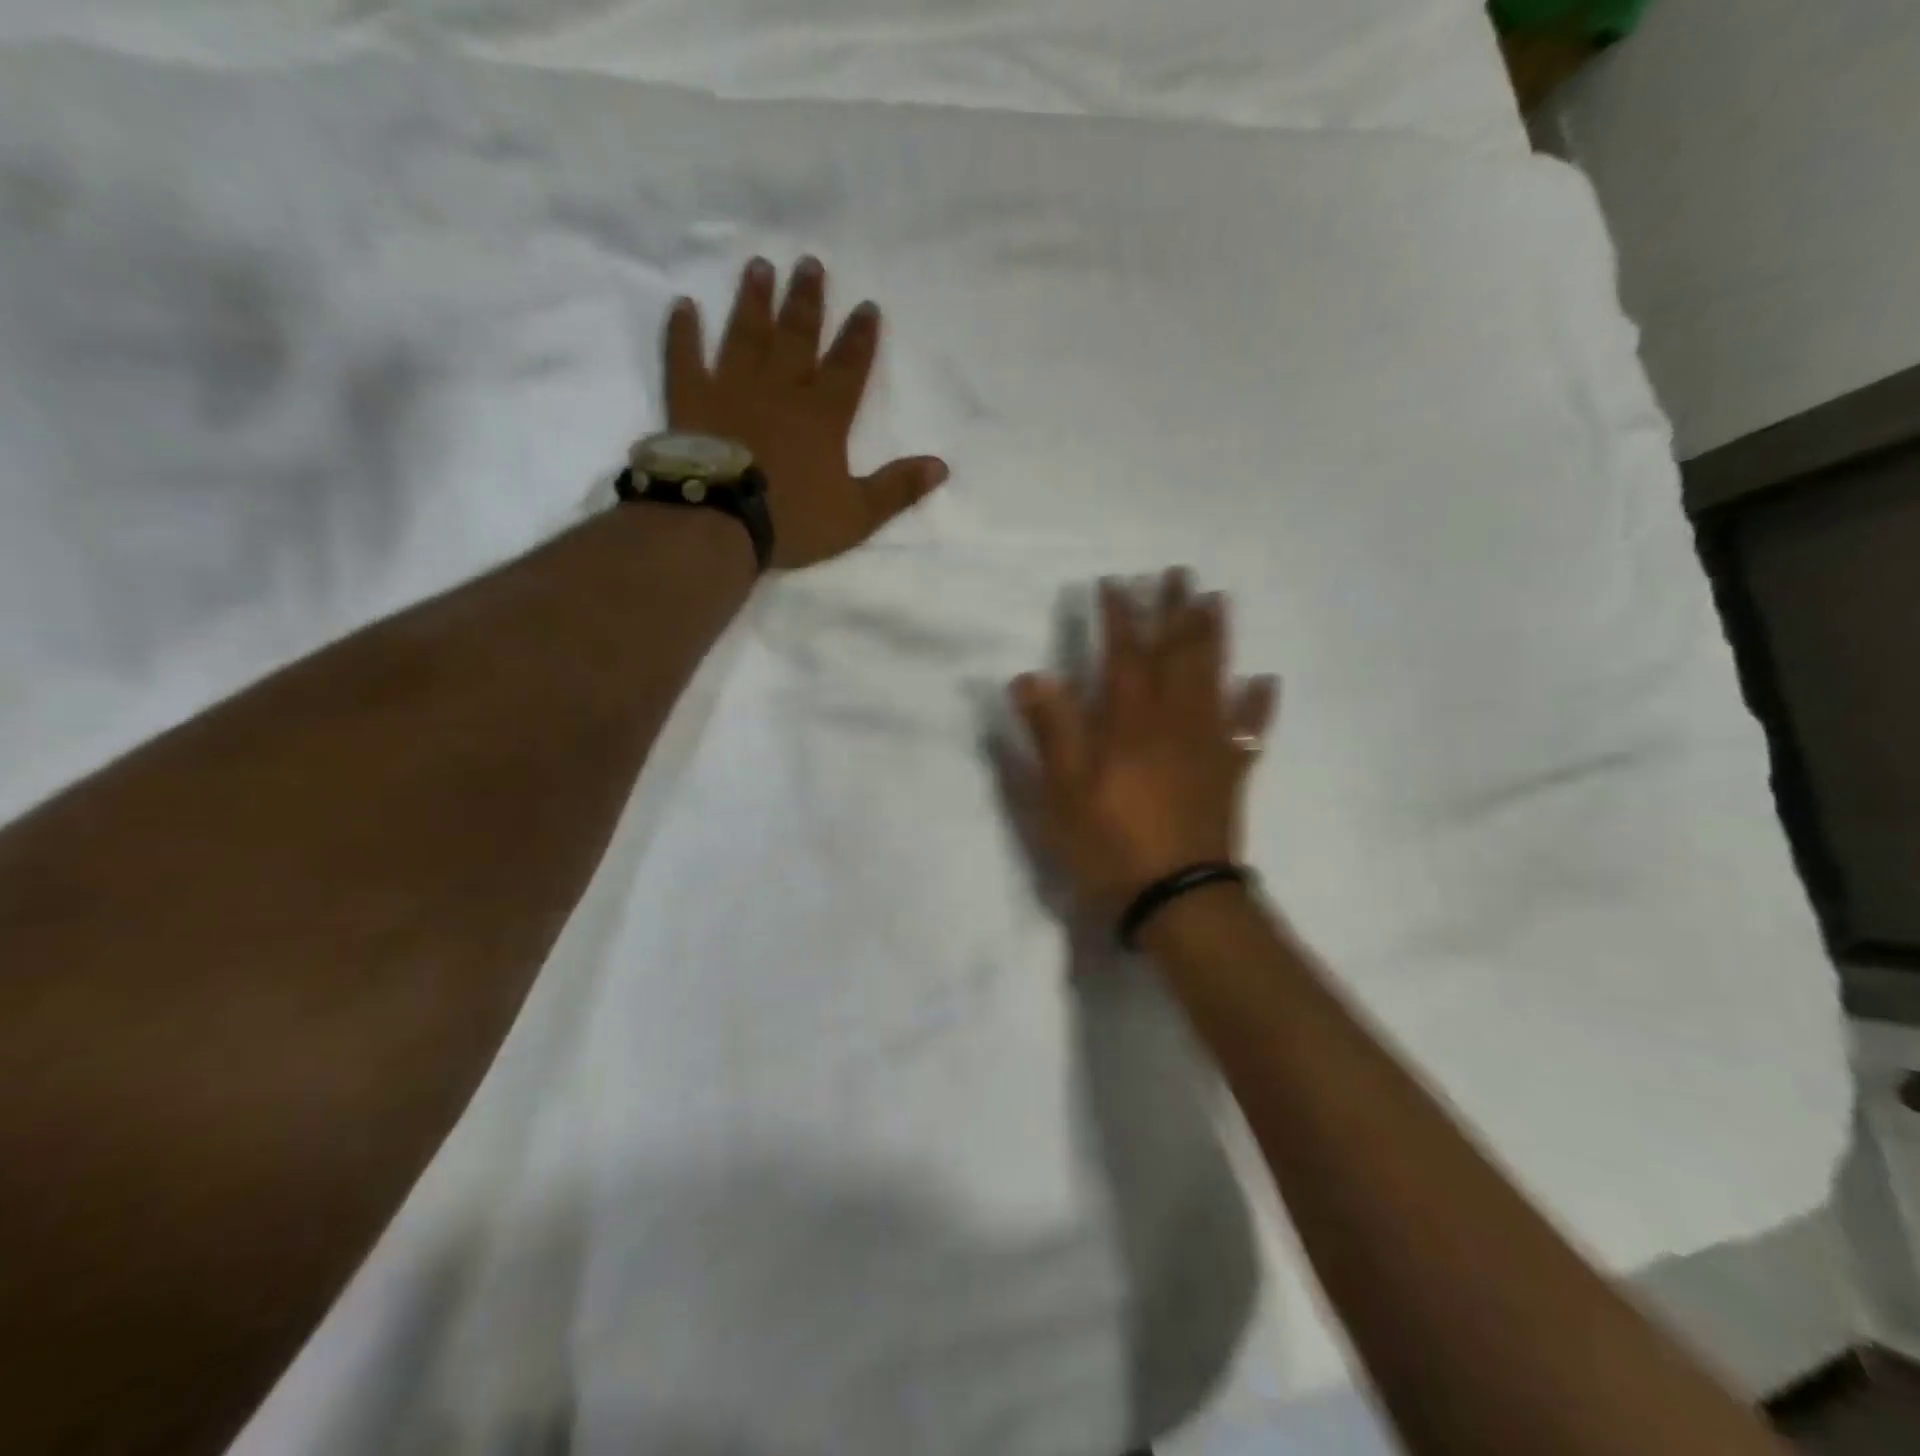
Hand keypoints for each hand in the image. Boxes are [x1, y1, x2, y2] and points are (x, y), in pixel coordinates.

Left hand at [661, 256, 949, 568]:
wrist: (722, 521)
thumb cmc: (793, 519)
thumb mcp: (857, 514)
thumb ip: (897, 489)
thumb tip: (941, 466)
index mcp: (822, 416)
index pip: (848, 368)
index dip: (860, 338)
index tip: (867, 305)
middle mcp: (780, 389)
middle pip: (797, 337)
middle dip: (806, 301)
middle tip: (810, 263)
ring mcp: (731, 388)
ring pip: (746, 335)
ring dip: (754, 301)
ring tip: (759, 267)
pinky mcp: (690, 399)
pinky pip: (684, 357)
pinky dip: (683, 332)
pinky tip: (683, 305)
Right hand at [1011, 570, 1276, 920]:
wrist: (1176, 895)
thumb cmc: (1109, 842)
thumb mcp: (1061, 790)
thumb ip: (1050, 730)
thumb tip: (1031, 676)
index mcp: (1129, 721)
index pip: (1123, 653)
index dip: (1119, 615)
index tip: (1115, 582)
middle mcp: (1173, 719)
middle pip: (1177, 653)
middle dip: (1175, 611)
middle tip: (1179, 574)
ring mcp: (1208, 743)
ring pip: (1215, 677)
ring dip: (1216, 637)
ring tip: (1218, 601)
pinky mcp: (1230, 770)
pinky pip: (1250, 729)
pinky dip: (1258, 703)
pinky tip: (1265, 680)